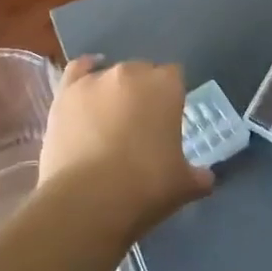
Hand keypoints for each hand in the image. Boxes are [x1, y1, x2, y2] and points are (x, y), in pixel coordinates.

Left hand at [38, 58, 211, 238]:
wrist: (88, 200)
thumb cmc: (145, 187)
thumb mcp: (183, 185)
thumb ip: (198, 176)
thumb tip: (205, 178)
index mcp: (166, 86)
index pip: (175, 77)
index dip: (172, 97)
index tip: (170, 121)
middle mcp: (132, 72)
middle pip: (143, 72)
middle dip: (144, 93)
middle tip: (141, 126)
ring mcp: (96, 79)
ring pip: (111, 74)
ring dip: (115, 91)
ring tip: (110, 120)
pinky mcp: (66, 93)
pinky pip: (78, 70)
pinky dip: (84, 72)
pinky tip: (87, 85)